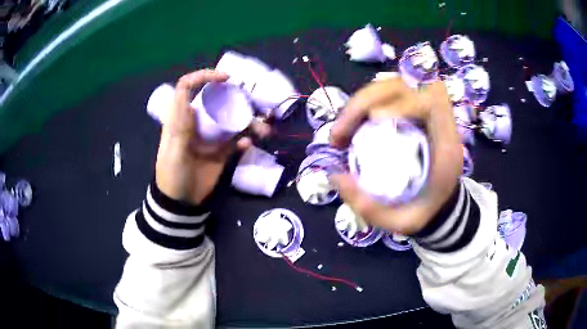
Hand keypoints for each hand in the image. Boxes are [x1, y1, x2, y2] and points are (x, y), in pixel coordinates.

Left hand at [155, 69, 260, 203]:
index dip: (203, 77)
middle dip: (238, 98)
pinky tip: (248, 145)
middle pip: (217, 100)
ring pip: (232, 120)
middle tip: (255, 102)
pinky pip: (237, 140)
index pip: (187, 87)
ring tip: (264, 131)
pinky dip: (245, 140)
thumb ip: (181, 129)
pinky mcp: (222, 150)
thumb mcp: (173, 151)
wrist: (182, 201)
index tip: (225, 79)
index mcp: (181, 118)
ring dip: (250, 122)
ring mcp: (212, 136)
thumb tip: (193, 106)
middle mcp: (198, 121)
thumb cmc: (173, 174)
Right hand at [330, 77, 462, 234]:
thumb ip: (370, 207)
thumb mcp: (401, 221)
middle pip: (404, 86)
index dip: (402, 101)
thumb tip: (334, 176)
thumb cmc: (425, 212)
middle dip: (365, 101)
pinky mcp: (407, 113)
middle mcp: (436, 121)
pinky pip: (383, 97)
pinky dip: (360, 108)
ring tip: (338, 134)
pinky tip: (348, 129)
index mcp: (446, 144)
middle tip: (339, 133)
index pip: (431, 102)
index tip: (372, 120)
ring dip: (358, 103)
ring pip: (390, 87)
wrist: (438, 205)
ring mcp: (421, 113)